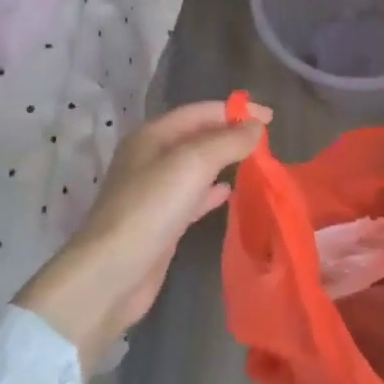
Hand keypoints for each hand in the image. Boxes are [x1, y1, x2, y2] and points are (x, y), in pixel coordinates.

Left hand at [15, 99, 271, 372]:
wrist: (113, 273)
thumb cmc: (151, 208)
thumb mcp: (193, 164)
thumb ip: (227, 141)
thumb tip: (256, 126)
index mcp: (152, 136)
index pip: (199, 112)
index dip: (235, 110)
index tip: (270, 117)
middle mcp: (150, 158)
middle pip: (197, 136)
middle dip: (231, 134)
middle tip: (267, 141)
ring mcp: (154, 192)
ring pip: (197, 166)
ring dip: (225, 161)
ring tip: (256, 163)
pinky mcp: (162, 221)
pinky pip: (193, 196)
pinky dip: (213, 191)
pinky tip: (230, 193)